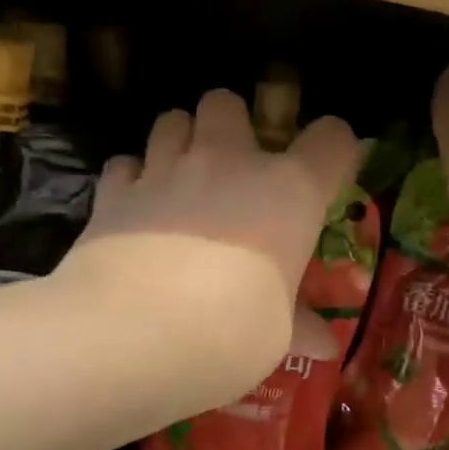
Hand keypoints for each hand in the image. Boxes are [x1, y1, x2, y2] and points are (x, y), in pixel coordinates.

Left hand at [71, 88, 361, 311]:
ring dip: (181, 141)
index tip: (326, 176)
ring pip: (172, 120)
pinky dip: (133, 179)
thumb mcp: (277, 335)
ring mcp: (165, 170)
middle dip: (231, 125)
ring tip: (183, 180)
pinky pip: (125, 165)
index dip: (334, 150)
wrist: (133, 335)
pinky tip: (138, 209)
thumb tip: (324, 345)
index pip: (331, 139)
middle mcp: (229, 163)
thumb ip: (299, 326)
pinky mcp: (114, 193)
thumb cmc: (231, 333)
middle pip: (228, 103)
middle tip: (233, 168)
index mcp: (289, 191)